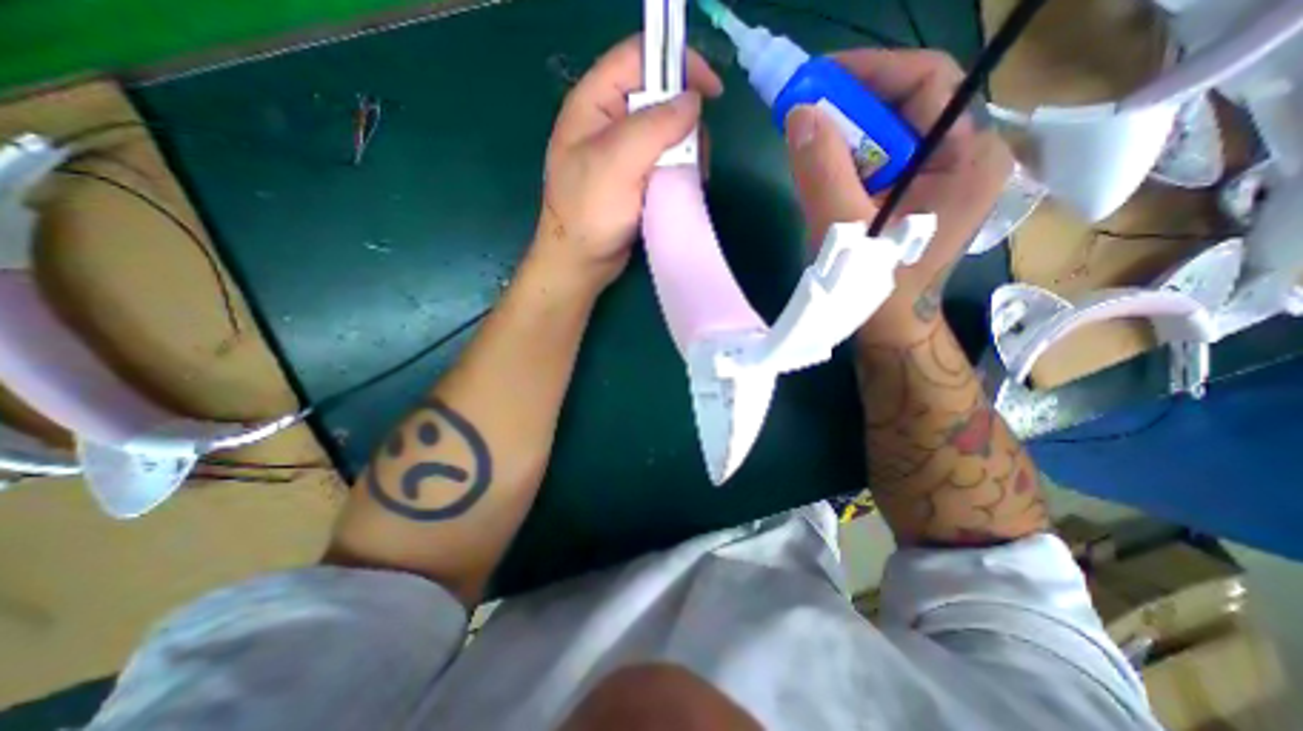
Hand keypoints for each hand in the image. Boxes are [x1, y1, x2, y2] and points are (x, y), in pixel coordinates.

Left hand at [535, 35, 728, 294]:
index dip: (679, 63)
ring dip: (687, 152)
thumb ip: (655, 126)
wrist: (581, 262)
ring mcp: (623, 152)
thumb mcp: (617, 162)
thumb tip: (693, 102)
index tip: (712, 92)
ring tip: (691, 179)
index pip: (639, 57)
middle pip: (660, 97)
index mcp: (594, 103)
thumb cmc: (589, 212)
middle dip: (686, 122)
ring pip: (668, 133)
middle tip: (695, 156)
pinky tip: (683, 187)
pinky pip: (665, 161)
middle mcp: (609, 121)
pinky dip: (680, 170)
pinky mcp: (635, 178)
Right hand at [777, 50, 1011, 337]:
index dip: (869, 72)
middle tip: (803, 113)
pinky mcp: (920, 195)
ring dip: (845, 137)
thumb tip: (799, 115)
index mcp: (967, 158)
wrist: (890, 330)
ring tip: (808, 145)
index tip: (816, 79)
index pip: (926, 82)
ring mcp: (943, 177)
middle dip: (850, 108)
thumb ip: (823, 172)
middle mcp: (965, 157)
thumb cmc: (875, 286)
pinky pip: (883, 161)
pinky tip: (826, 174)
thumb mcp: (845, 230)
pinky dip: (849, 161)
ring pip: (890, 136)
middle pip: (906, 108)